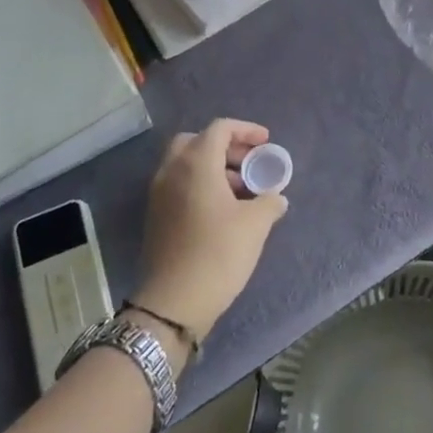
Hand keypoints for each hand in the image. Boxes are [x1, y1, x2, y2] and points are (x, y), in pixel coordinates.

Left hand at [134, 119, 287, 341]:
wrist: (173, 304)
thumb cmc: (218, 254)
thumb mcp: (255, 224)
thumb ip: (270, 201)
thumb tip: (276, 197)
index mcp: (196, 163)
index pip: (220, 128)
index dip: (246, 130)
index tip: (266, 143)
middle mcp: (172, 171)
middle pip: (197, 141)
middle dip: (226, 146)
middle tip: (250, 163)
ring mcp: (159, 194)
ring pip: (186, 164)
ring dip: (214, 167)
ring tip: (242, 190)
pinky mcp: (156, 216)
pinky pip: (179, 184)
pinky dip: (200, 184)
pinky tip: (223, 210)